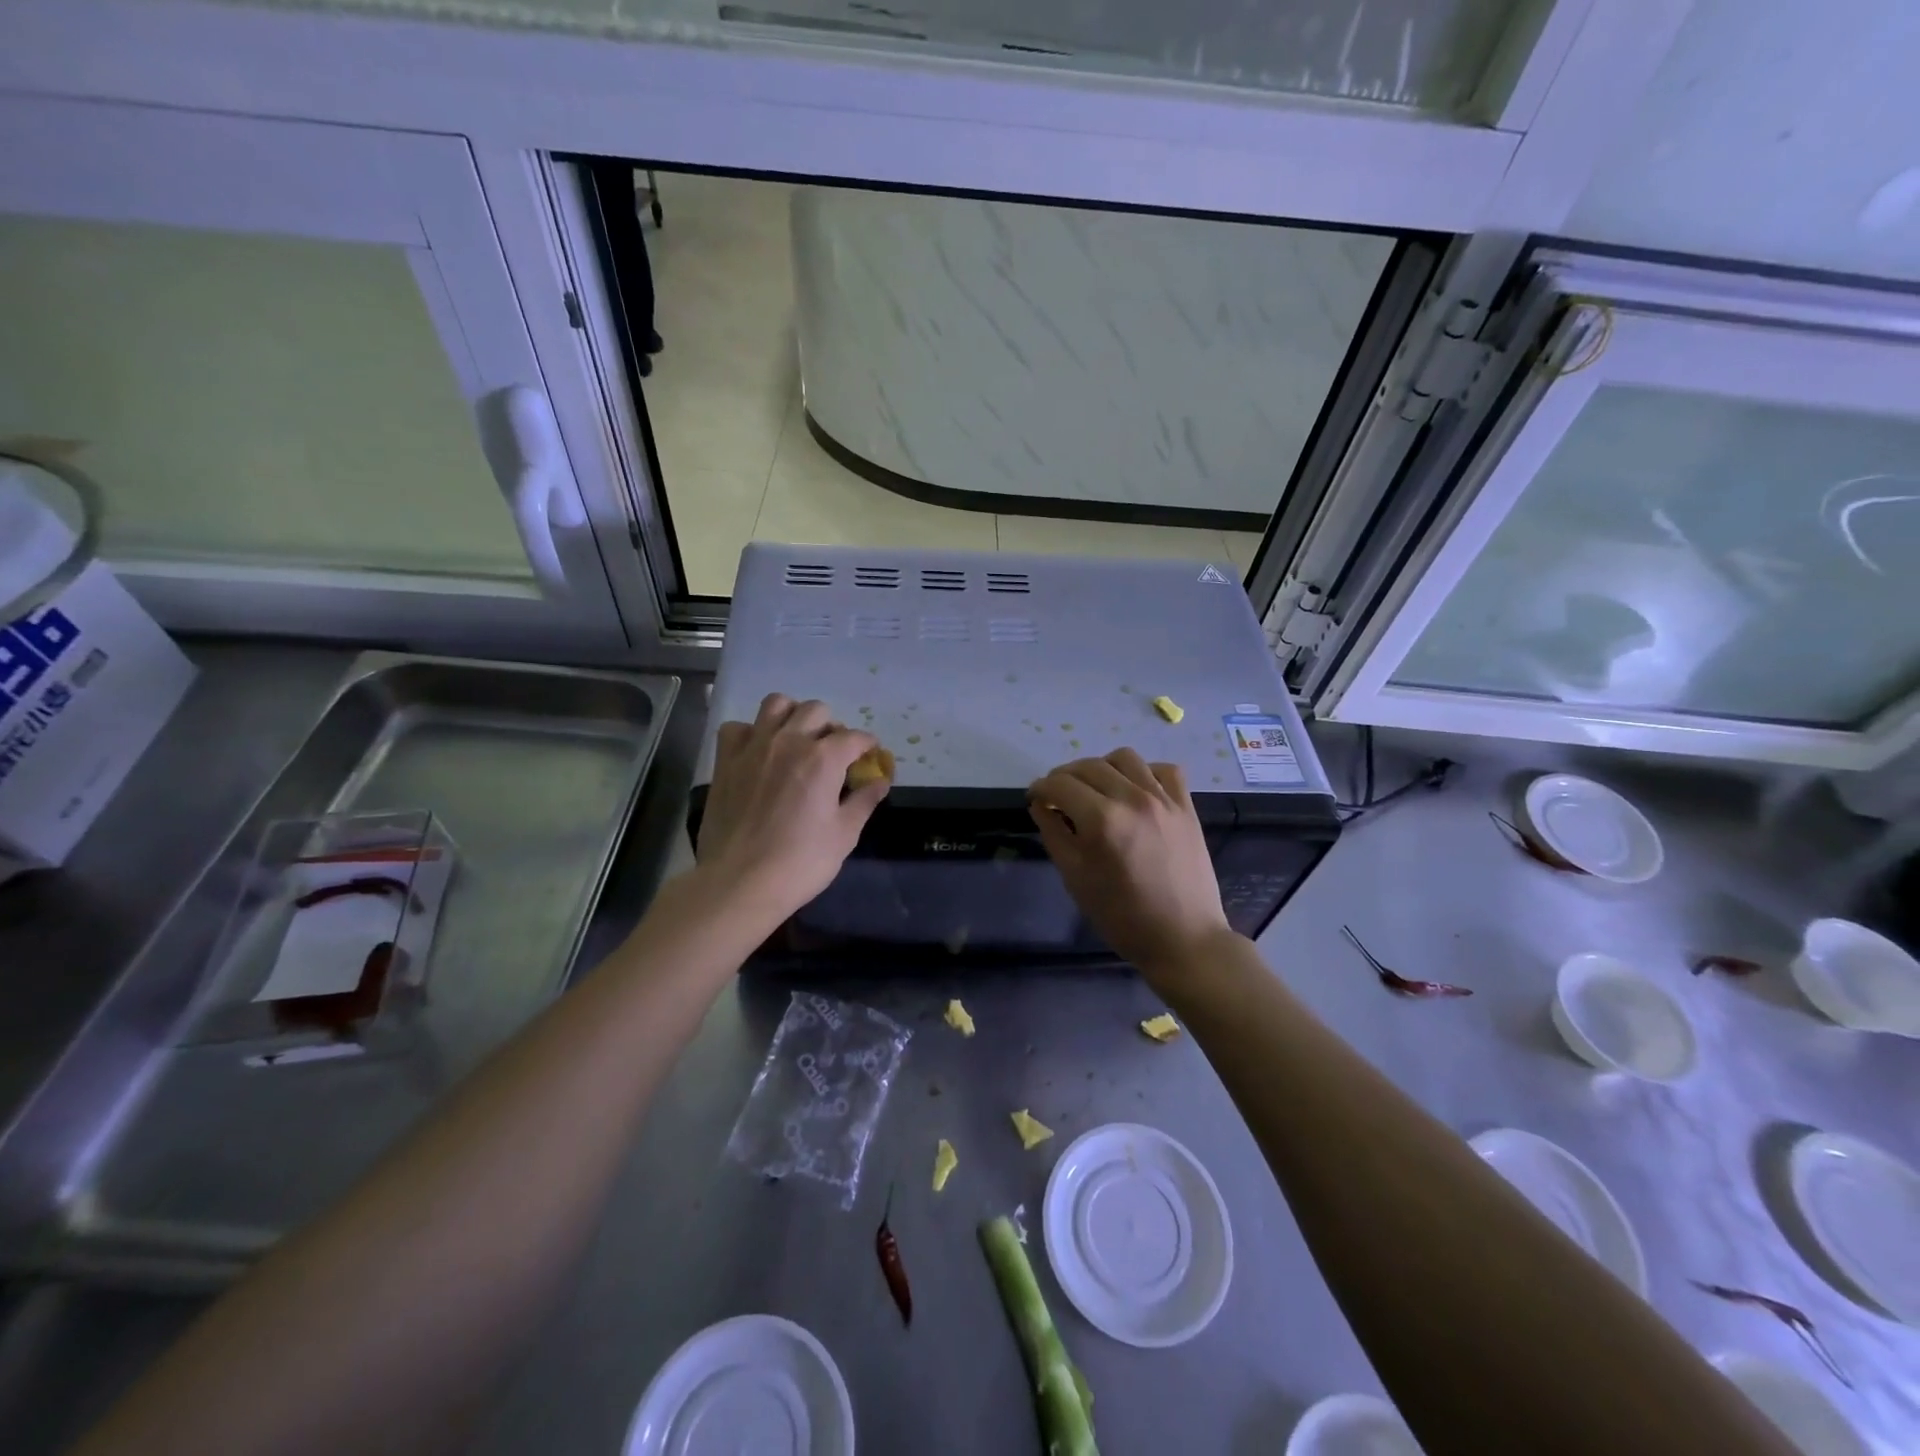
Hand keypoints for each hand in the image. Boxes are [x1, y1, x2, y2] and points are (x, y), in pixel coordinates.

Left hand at [696, 694, 888, 921]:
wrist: (739, 882)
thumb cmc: (800, 862)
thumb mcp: (844, 835)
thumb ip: (863, 801)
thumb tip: (881, 781)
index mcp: (824, 758)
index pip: (855, 737)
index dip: (868, 745)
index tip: (870, 757)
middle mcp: (789, 741)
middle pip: (816, 710)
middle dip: (831, 727)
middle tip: (833, 753)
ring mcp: (754, 747)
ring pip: (776, 704)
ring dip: (792, 716)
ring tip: (796, 739)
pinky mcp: (726, 761)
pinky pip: (738, 728)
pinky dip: (751, 733)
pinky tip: (758, 753)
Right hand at [1028, 748, 1234, 977]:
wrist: (1183, 939)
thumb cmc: (1122, 916)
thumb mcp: (1076, 879)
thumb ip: (1054, 834)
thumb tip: (1041, 805)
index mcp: (1101, 820)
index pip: (1060, 784)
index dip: (1040, 788)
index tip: (1035, 798)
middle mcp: (1133, 799)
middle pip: (1088, 766)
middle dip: (1065, 777)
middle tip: (1058, 796)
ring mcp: (1164, 800)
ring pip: (1125, 757)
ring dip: (1102, 767)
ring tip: (1096, 788)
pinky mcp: (1186, 806)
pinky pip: (1165, 769)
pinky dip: (1145, 772)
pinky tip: (1135, 790)